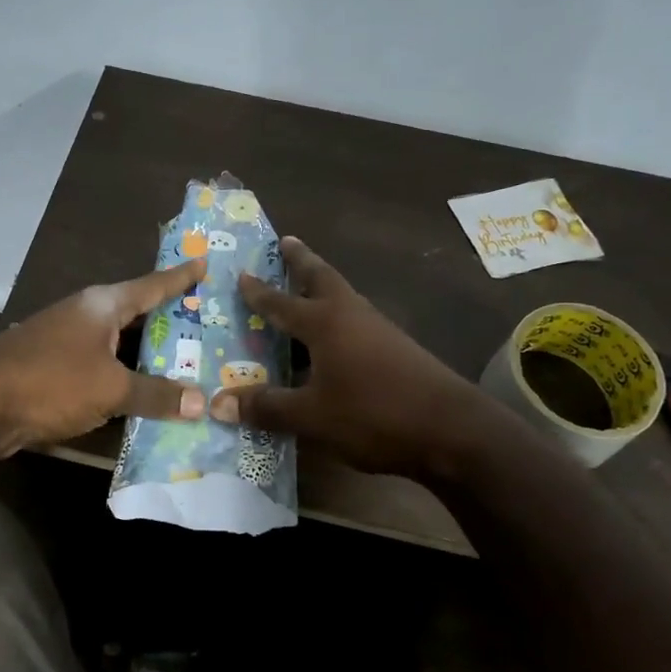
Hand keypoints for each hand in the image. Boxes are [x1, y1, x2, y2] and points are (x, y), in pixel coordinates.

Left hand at [0, 258, 207, 451]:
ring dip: (145, 354)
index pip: (152, 285)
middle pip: (135, 314)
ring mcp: (63, 341)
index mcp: (102, 305)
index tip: (205, 263)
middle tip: (206, 324)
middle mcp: (84, 315)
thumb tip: (202, 403)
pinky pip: (100, 368)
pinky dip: (122, 377)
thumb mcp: (111, 388)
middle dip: (168, 320)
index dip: (180, 278)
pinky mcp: (50, 369)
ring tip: (182, 362)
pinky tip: (139, 393)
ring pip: (117, 344)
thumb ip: (156, 394)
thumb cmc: (50, 381)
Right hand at [206, 238, 492, 478]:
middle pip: (323, 278)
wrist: (452, 429)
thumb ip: (267, 407)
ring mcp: (379, 330)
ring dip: (322, 286)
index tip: (242, 272)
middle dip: (302, 261)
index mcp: (325, 323)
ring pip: (343, 297)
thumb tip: (219, 403)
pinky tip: (334, 339)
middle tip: (286, 242)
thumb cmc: (373, 413)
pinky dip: (338, 317)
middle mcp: (351, 315)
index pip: (282, 302)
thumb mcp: (312, 416)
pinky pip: (356, 322)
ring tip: (305, 286)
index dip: (259, 291)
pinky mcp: (397, 349)